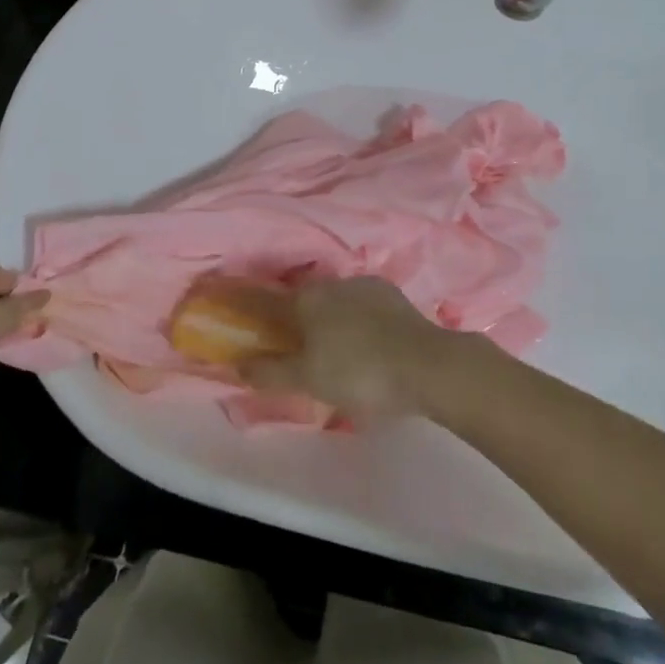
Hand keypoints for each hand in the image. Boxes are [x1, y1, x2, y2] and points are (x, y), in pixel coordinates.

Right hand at [239, 276, 464, 421]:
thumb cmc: (359, 373)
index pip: (268, 300)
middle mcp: (332, 283)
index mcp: (306, 299)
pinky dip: (358, 321)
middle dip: (297, 319)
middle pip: (304, 300)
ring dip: (330, 319)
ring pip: (336, 301)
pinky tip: (366, 342)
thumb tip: (237, 365)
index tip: (248, 320)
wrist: (427, 365)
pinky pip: (363, 306)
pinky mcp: (394, 296)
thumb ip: (270, 372)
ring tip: (335, 349)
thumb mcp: (308, 380)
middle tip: (298, 349)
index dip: (255, 310)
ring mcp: (366, 285)